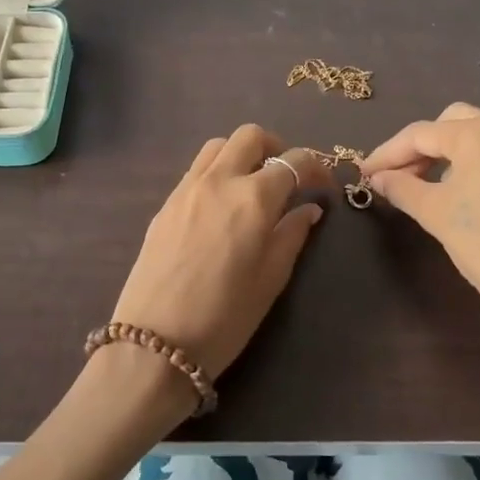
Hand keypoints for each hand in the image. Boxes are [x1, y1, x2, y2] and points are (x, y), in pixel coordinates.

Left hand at [108, 125, 331, 406]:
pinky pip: (197, 169)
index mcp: (253, 198)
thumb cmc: (225, 318)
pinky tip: (223, 205)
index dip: (316, 168)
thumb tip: (308, 208)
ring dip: (243, 154)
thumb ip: (292, 235)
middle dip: (277, 148)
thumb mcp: (271, 280)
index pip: (294, 162)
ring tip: (254, 185)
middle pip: (250, 136)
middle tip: (288, 177)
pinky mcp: (165, 203)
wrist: (154, 343)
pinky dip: (217, 171)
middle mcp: (219, 181)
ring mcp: (186, 188)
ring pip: (218, 146)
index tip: (325, 187)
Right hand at [363, 103, 479, 406]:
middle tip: (402, 176)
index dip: (388, 153)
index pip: (420, 134)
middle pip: (455, 123)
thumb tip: (380, 177)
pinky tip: (479, 199)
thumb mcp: (438, 217)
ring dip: (455, 154)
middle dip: (424, 145)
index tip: (366, 172)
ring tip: (436, 187)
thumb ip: (403, 189)